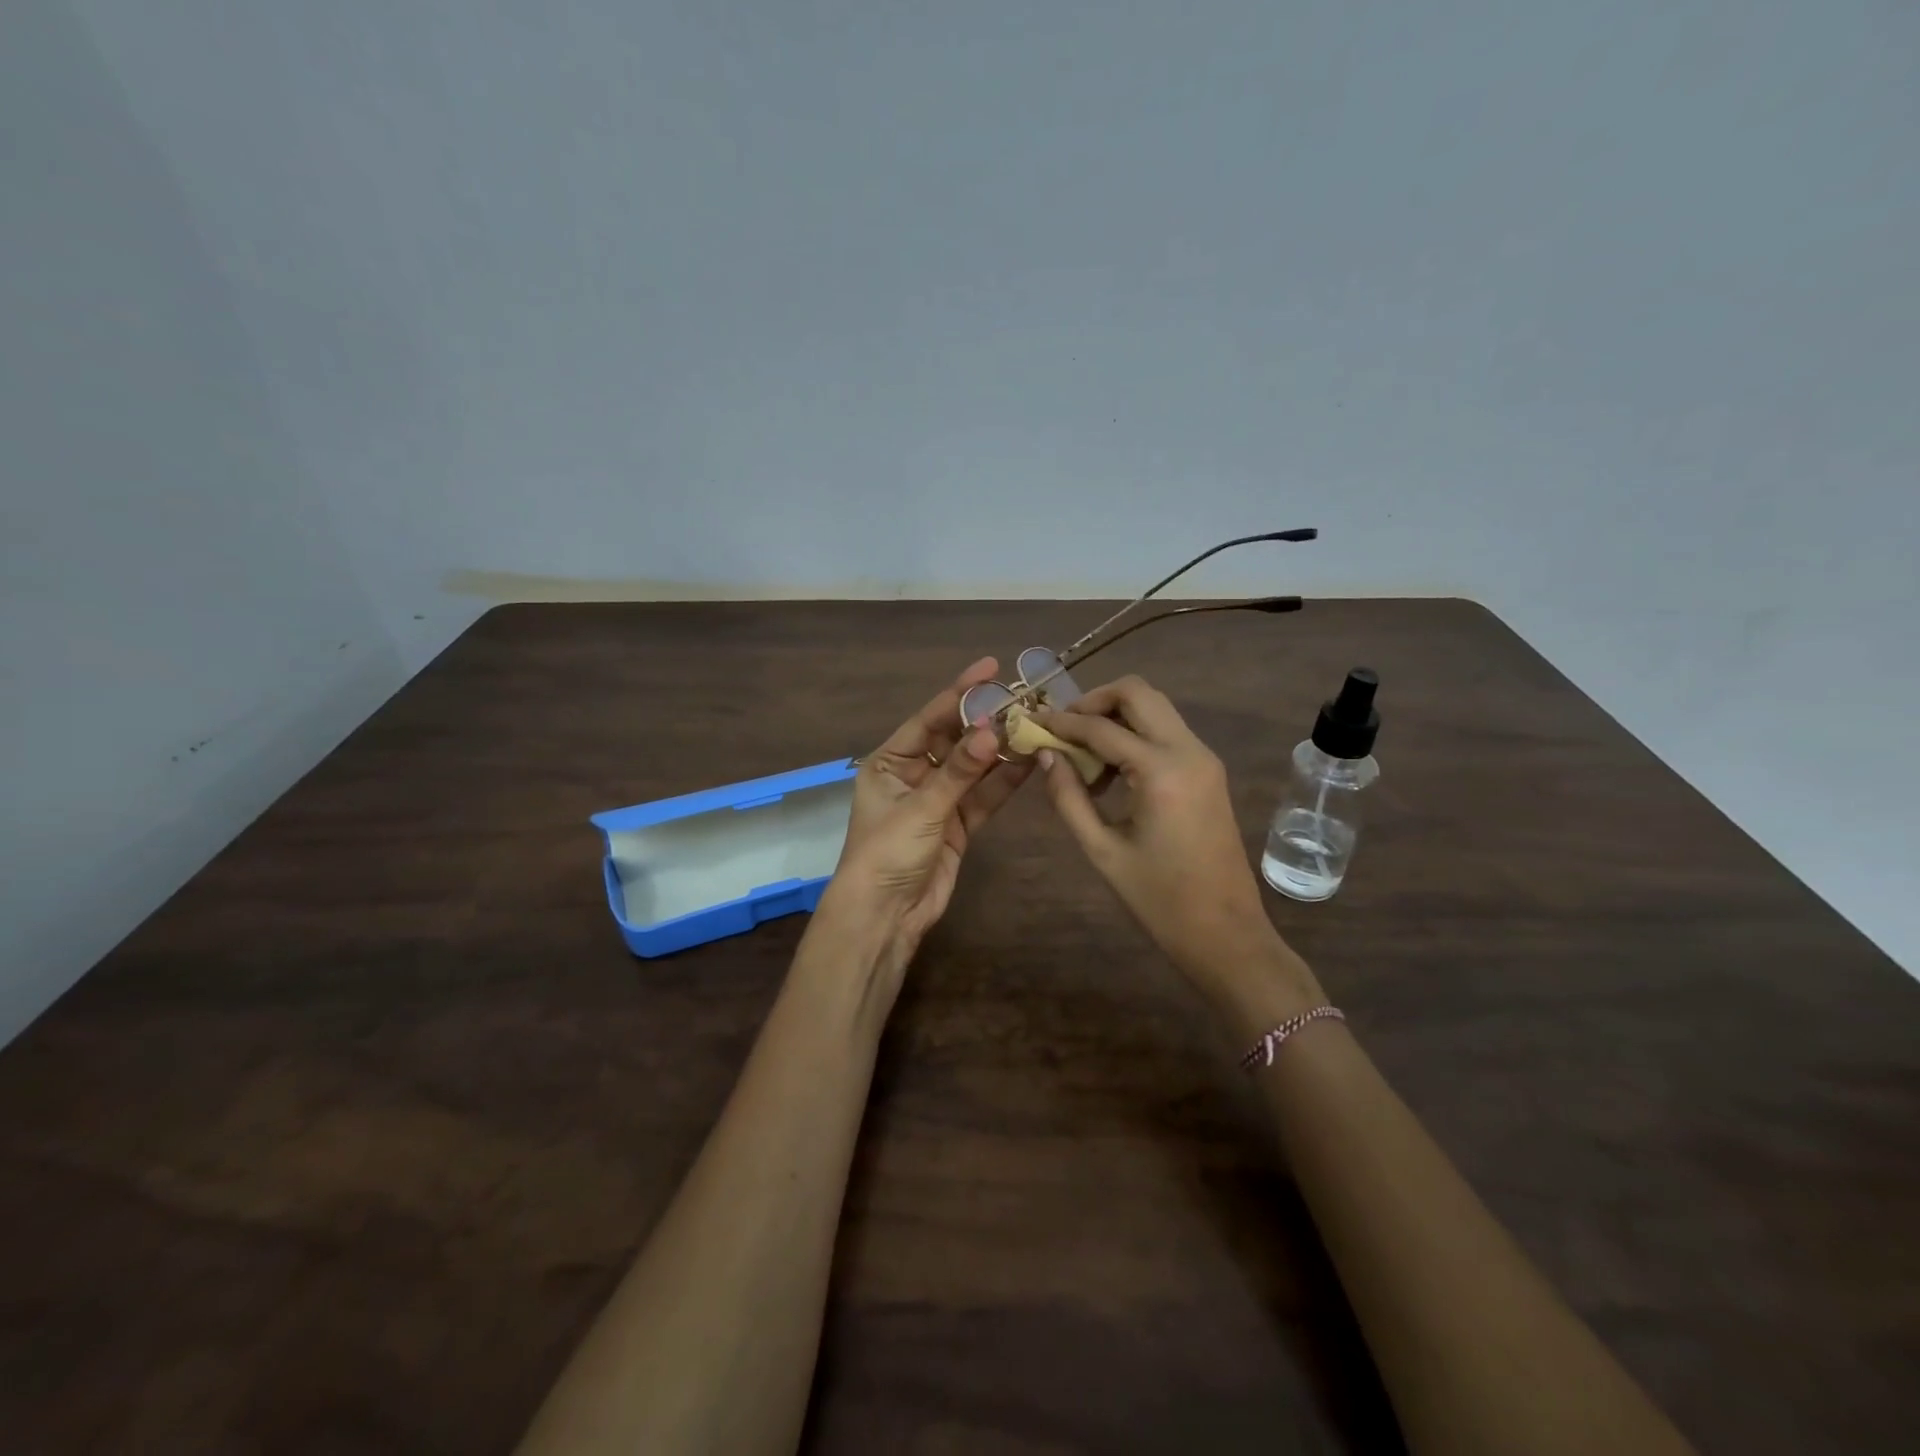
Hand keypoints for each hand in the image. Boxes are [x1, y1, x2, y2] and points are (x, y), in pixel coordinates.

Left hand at [817, 657, 1033, 994]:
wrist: (885, 916)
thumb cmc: (887, 853)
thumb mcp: (922, 807)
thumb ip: (960, 770)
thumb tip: (994, 730)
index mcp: (889, 762)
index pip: (929, 719)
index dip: (959, 693)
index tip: (990, 668)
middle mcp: (913, 775)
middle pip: (954, 740)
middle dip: (986, 721)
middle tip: (1022, 698)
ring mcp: (938, 800)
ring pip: (974, 767)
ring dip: (1000, 750)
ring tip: (1034, 724)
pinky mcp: (958, 825)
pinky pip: (983, 796)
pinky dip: (1004, 781)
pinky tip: (1030, 760)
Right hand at [1035, 676, 1323, 1018]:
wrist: (1226, 933)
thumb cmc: (1159, 900)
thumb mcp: (1102, 850)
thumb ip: (1069, 797)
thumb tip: (1046, 755)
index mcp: (1161, 771)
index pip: (1101, 727)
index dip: (1061, 722)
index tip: (1031, 722)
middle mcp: (1188, 751)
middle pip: (1138, 692)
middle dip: (1094, 701)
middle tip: (1063, 728)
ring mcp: (1204, 758)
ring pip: (1155, 707)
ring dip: (1116, 716)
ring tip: (1083, 753)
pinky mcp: (1209, 771)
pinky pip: (1167, 732)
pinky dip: (1135, 734)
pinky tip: (1111, 771)